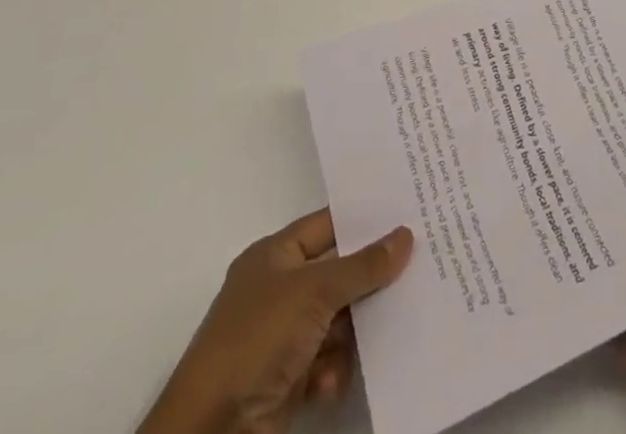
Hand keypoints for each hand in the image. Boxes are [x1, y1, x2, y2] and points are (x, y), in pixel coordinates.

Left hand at [138, 209, 413, 433]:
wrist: (209, 433)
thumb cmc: (257, 338)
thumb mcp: (315, 291)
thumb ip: (363, 265)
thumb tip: (405, 235)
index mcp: (274, 256)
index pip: (327, 225)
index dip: (363, 220)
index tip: (406, 213)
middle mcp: (278, 291)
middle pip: (337, 274)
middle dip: (369, 278)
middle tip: (416, 269)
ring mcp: (281, 338)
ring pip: (337, 320)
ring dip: (356, 332)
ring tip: (386, 331)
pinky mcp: (286, 381)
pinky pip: (326, 362)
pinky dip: (335, 369)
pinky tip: (333, 381)